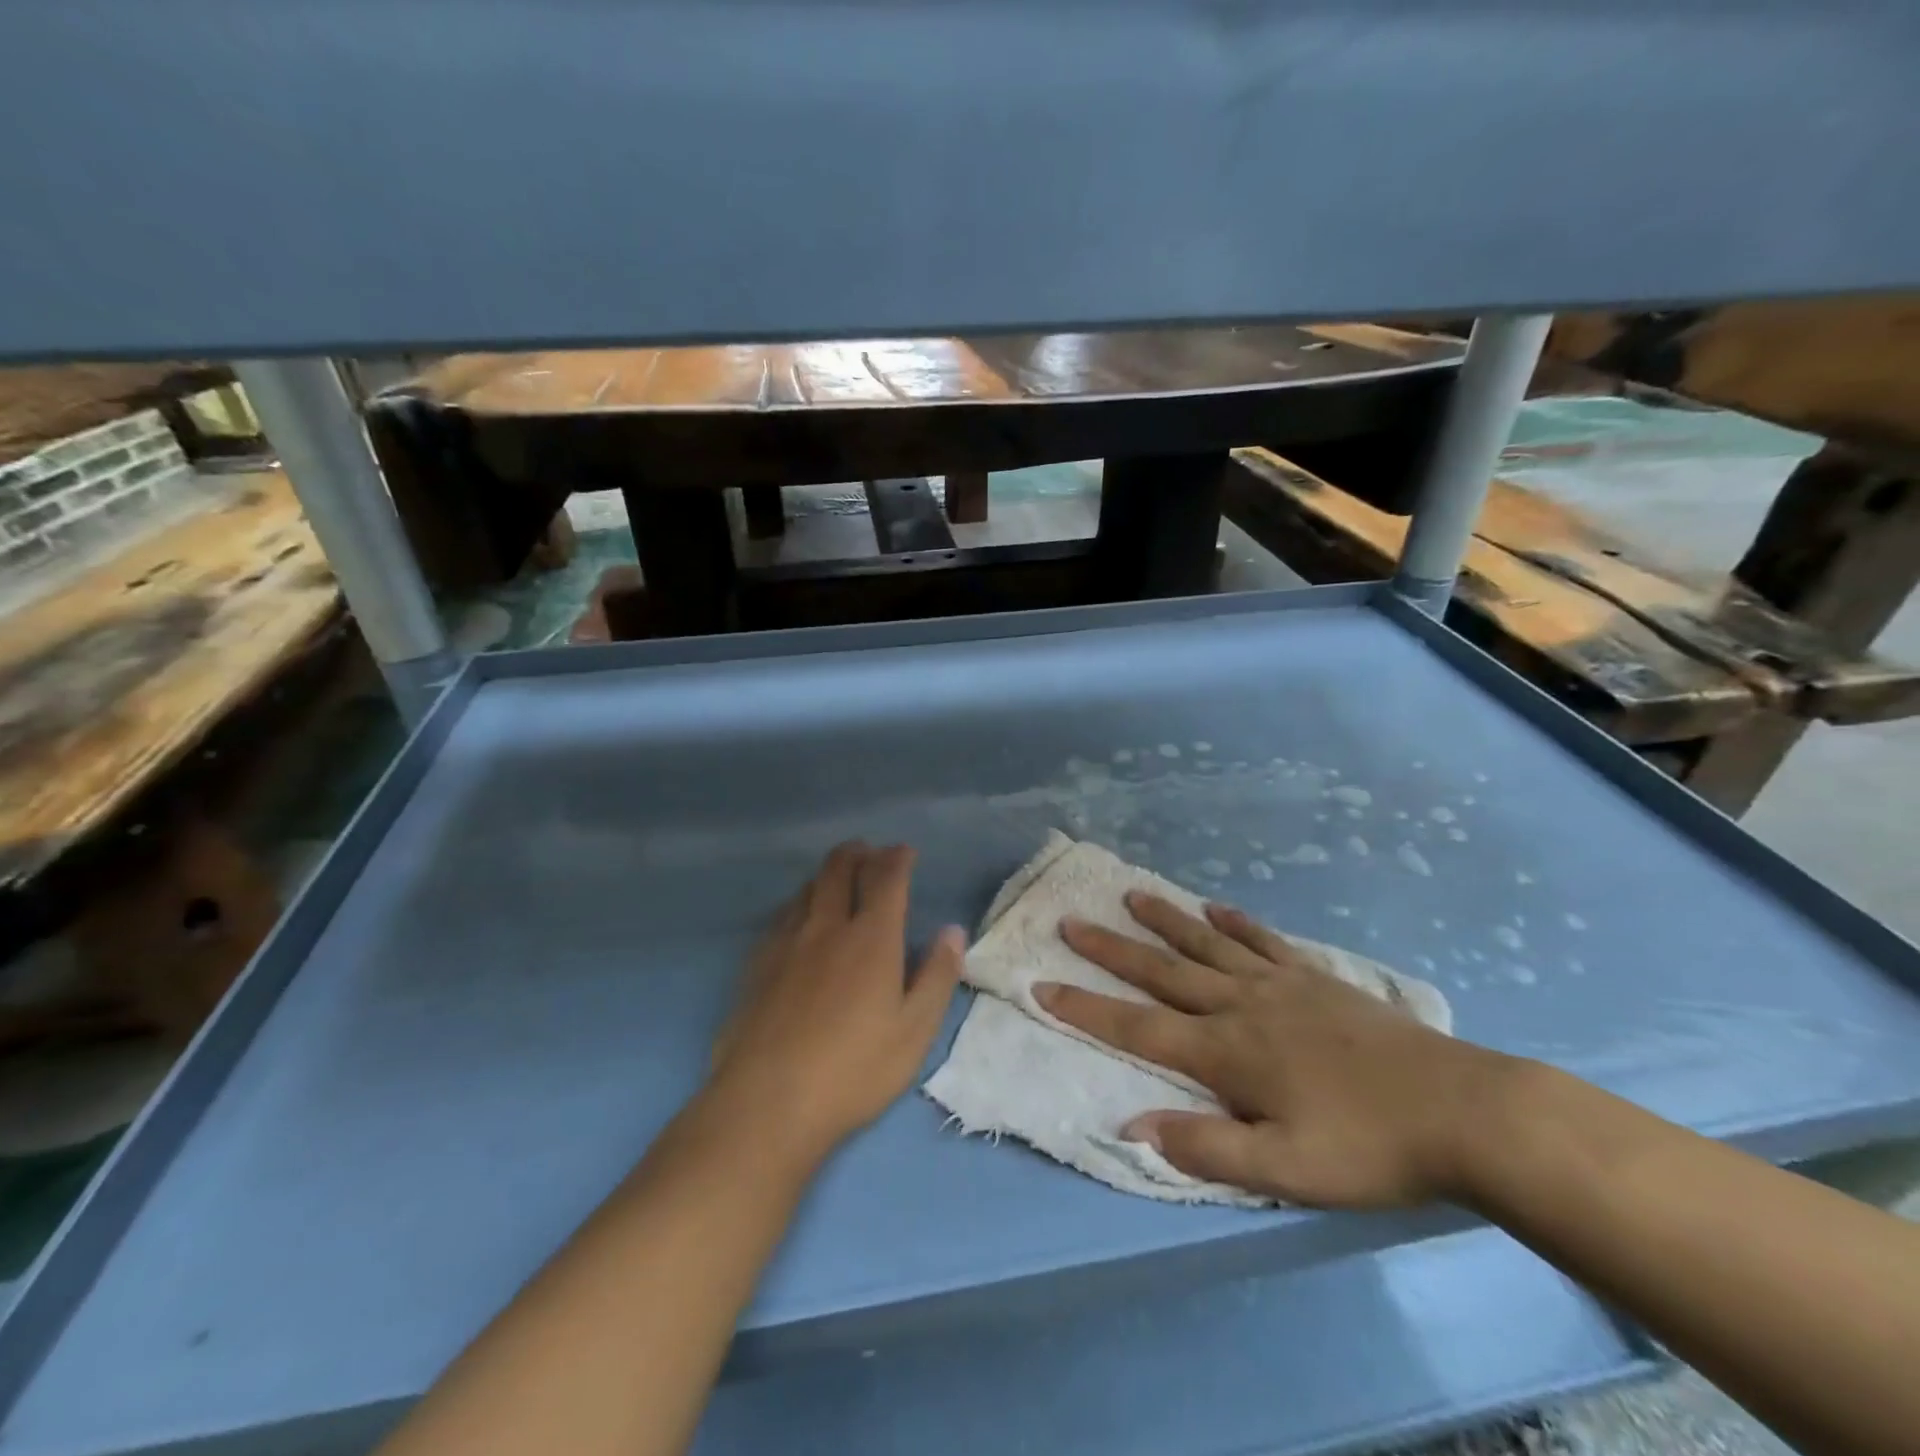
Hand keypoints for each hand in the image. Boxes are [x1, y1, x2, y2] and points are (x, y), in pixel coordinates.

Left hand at [707, 842, 964, 1162]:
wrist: (767, 1103)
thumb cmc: (853, 1070)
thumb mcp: (914, 1032)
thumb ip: (937, 976)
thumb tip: (953, 931)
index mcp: (871, 938)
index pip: (885, 878)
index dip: (897, 858)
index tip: (905, 851)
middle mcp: (827, 927)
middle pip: (839, 868)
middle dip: (858, 853)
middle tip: (870, 853)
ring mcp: (786, 942)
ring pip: (807, 887)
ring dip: (828, 873)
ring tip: (839, 879)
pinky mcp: (757, 963)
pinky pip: (782, 914)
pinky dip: (800, 902)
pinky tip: (800, 919)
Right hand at [1035, 894, 1518, 1207]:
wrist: (1462, 1110)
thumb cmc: (1368, 1147)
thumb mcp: (1286, 1171)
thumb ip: (1205, 1148)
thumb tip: (1130, 1127)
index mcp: (1226, 1053)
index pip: (1137, 1028)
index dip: (1085, 1009)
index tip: (1042, 986)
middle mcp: (1241, 1006)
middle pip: (1162, 972)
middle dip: (1110, 950)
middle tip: (1071, 921)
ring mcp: (1280, 985)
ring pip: (1206, 946)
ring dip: (1165, 921)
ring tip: (1131, 896)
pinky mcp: (1316, 979)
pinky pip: (1264, 942)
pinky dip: (1235, 924)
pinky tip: (1217, 908)